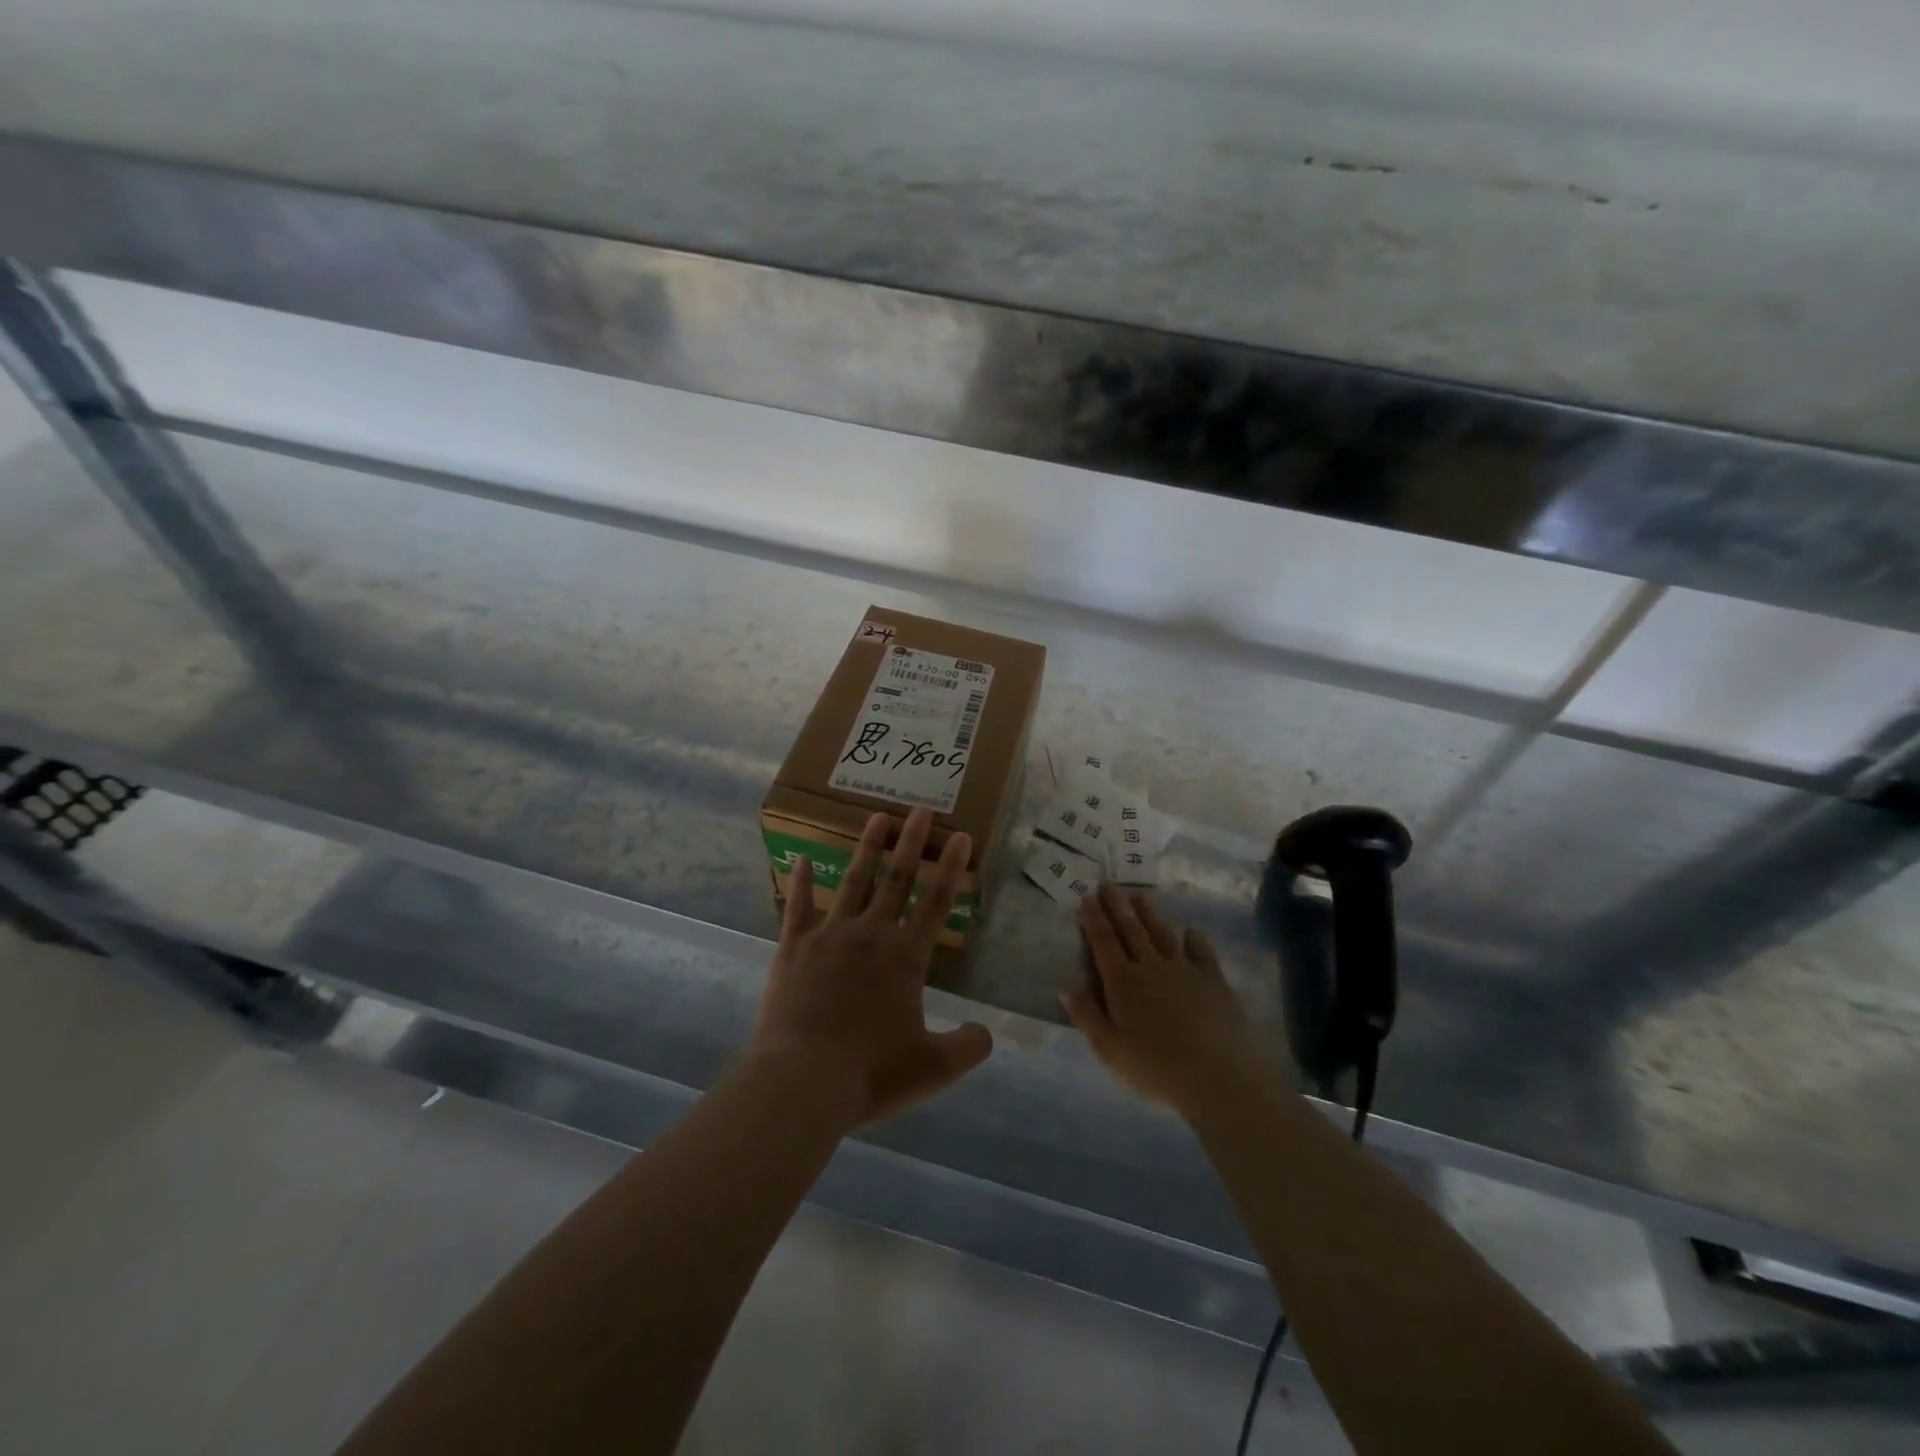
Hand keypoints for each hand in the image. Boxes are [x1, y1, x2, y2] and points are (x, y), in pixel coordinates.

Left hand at [753, 807, 993, 1127]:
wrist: (803, 1080)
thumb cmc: (871, 1072)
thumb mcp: (933, 1068)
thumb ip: (967, 1047)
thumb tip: (986, 1033)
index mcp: (905, 957)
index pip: (936, 903)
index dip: (951, 868)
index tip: (960, 835)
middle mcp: (870, 935)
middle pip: (897, 880)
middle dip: (911, 842)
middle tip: (920, 807)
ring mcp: (829, 936)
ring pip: (853, 882)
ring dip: (867, 849)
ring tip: (877, 817)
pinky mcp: (793, 948)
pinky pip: (797, 908)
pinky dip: (800, 882)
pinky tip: (800, 858)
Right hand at [1064, 885, 1263, 1111]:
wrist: (1218, 1076)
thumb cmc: (1156, 1068)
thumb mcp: (1110, 1050)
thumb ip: (1087, 1016)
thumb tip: (1066, 988)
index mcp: (1122, 982)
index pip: (1104, 942)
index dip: (1093, 918)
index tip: (1086, 897)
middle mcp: (1150, 966)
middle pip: (1130, 929)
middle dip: (1116, 905)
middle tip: (1107, 884)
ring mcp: (1184, 969)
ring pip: (1162, 933)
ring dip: (1149, 913)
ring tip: (1139, 895)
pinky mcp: (1213, 979)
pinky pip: (1201, 951)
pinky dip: (1194, 938)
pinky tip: (1191, 932)